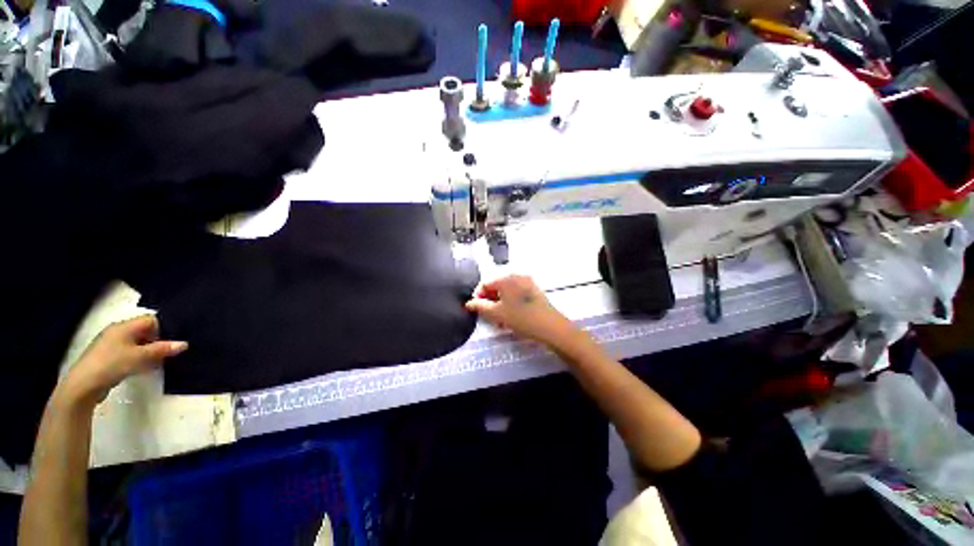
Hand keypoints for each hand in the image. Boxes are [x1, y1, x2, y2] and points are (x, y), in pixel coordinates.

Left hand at [57, 315, 187, 407]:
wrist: (83, 385)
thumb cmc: (112, 364)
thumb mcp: (140, 357)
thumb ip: (162, 350)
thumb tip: (184, 344)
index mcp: (124, 326)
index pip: (151, 319)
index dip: (165, 327)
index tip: (176, 339)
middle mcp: (118, 331)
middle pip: (145, 331)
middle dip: (159, 340)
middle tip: (172, 351)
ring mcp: (112, 345)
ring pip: (138, 343)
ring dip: (150, 350)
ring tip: (161, 360)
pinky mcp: (109, 357)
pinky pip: (130, 352)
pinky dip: (140, 357)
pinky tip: (145, 367)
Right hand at [465, 274, 579, 348]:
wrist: (550, 326)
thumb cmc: (521, 318)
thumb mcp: (497, 313)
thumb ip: (480, 306)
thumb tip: (469, 303)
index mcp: (506, 278)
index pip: (485, 283)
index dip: (478, 296)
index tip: (477, 310)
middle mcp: (516, 275)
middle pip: (496, 286)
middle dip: (490, 300)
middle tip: (489, 316)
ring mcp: (527, 282)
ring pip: (507, 291)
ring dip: (500, 303)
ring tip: (500, 319)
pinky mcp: (534, 290)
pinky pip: (517, 293)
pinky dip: (510, 302)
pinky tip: (512, 316)